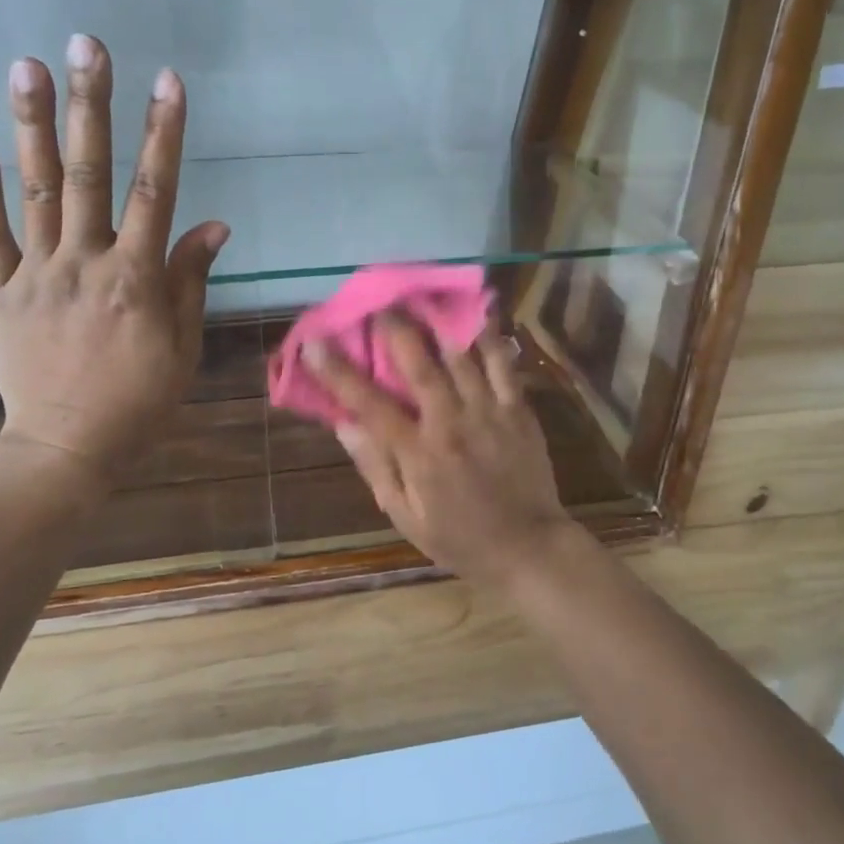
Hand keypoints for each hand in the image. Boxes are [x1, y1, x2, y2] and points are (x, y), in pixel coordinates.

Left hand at [0, 33, 228, 486]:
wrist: (66, 447)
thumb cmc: (138, 401)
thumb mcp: (182, 347)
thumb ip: (190, 281)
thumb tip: (213, 224)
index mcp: (136, 279)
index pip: (155, 192)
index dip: (163, 133)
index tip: (167, 81)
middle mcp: (85, 263)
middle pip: (88, 174)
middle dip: (90, 106)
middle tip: (86, 45)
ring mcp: (37, 273)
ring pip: (34, 190)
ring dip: (32, 125)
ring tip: (27, 65)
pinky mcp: (2, 291)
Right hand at [306, 315, 579, 587]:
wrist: (528, 548)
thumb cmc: (459, 538)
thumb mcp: (405, 516)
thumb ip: (375, 466)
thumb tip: (344, 423)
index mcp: (418, 453)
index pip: (369, 404)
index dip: (338, 371)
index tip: (314, 342)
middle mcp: (451, 424)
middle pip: (420, 366)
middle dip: (396, 328)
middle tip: (379, 302)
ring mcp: (489, 413)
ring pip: (462, 357)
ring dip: (439, 322)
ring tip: (423, 295)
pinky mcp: (518, 410)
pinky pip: (504, 365)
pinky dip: (491, 336)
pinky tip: (480, 312)